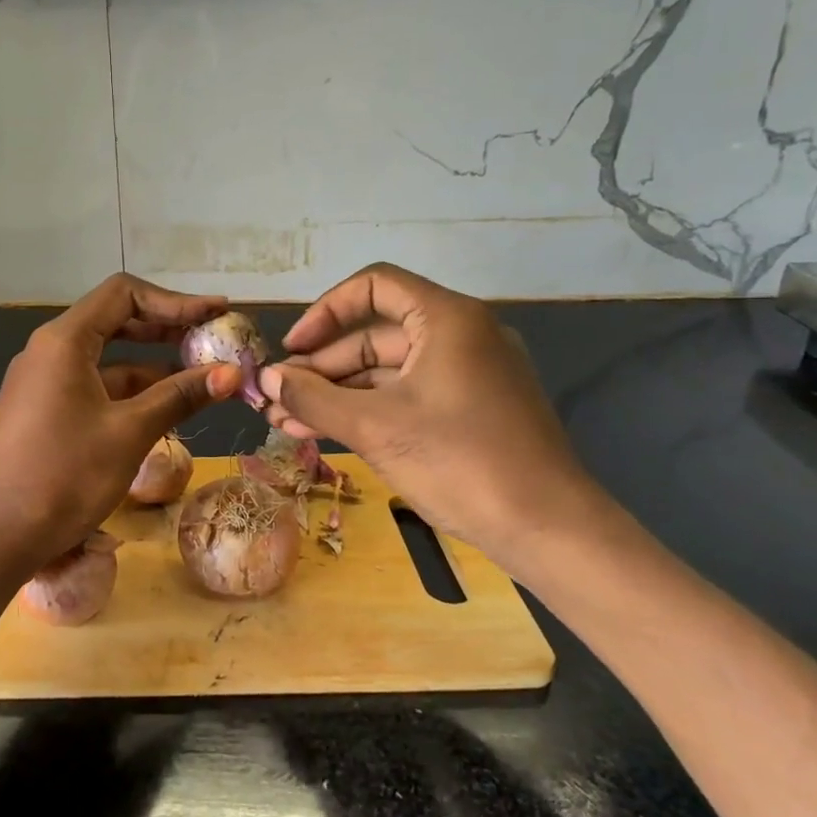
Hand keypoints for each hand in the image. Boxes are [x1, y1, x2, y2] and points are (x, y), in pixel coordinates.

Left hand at [0, 275, 240, 580]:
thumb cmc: (63, 476)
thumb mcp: (129, 433)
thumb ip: (179, 396)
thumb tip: (231, 373)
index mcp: (64, 341)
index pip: (124, 294)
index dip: (175, 301)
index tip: (217, 314)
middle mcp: (50, 351)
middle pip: (116, 322)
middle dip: (167, 330)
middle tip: (213, 342)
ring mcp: (44, 382)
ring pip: (107, 360)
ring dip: (153, 366)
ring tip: (201, 379)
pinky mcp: (43, 412)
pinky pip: (94, 387)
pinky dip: (130, 392)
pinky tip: (164, 409)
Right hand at [258, 264, 604, 563]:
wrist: (549, 530)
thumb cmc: (460, 463)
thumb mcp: (375, 428)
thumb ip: (313, 399)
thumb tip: (266, 379)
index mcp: (448, 319)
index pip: (374, 286)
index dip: (325, 312)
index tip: (292, 349)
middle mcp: (462, 335)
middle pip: (376, 334)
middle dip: (321, 367)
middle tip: (276, 399)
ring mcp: (470, 374)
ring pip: (388, 371)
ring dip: (337, 394)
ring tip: (286, 423)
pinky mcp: (472, 410)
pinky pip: (408, 396)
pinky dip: (368, 411)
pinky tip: (325, 434)